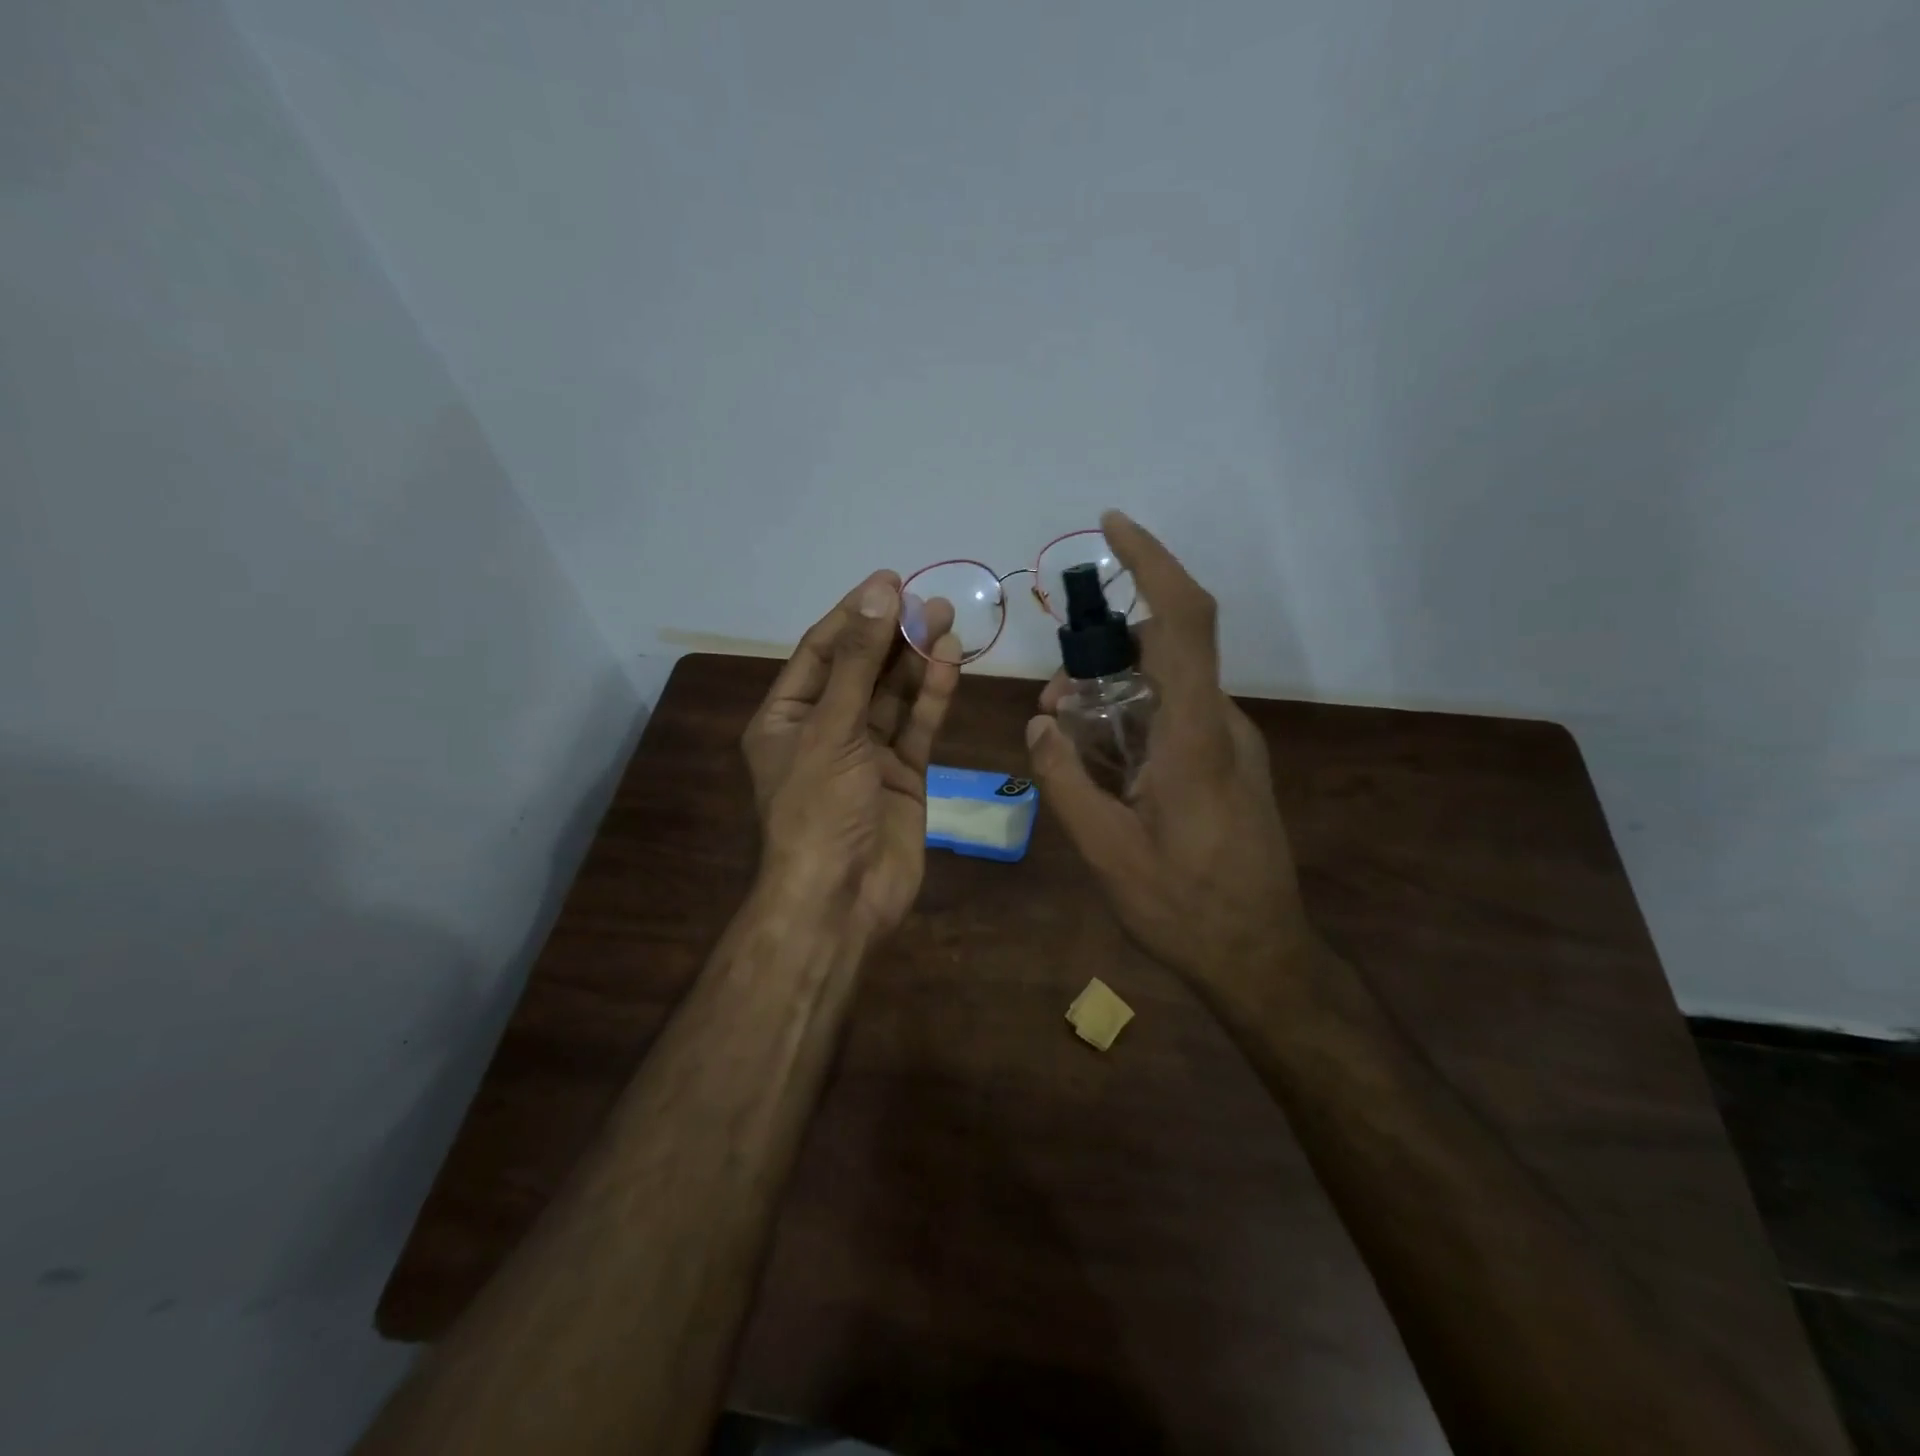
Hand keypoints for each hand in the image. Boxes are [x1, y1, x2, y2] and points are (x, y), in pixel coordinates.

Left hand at [742, 571, 960, 943]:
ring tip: (946, 621)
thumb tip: (878, 595)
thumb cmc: (818, 809)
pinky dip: (933, 697)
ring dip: (917, 661)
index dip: (854, 615)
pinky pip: (917, 727)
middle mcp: (825, 730)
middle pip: (862, 670)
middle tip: (929, 601)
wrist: (841, 898)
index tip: (889, 582)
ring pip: (894, 697)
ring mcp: (866, 754)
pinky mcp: (903, 776)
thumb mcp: (831, 729)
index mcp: (787, 718)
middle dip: (892, 635)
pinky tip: (950, 663)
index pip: (821, 651)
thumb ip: (858, 663)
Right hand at [1025, 512, 1312, 1014]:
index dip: (1153, 562)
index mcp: (1194, 738)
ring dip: (1116, 691)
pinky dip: (1136, 718)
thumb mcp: (1106, 852)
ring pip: (1169, 686)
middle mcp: (1222, 726)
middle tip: (1054, 697)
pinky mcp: (1232, 764)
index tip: (1113, 527)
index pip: (1183, 622)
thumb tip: (1039, 723)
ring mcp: (1233, 745)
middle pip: (1167, 649)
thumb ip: (1066, 780)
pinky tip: (1107, 765)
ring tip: (1070, 736)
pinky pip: (1179, 717)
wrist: (1262, 958)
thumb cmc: (1184, 907)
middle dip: (1105, 650)